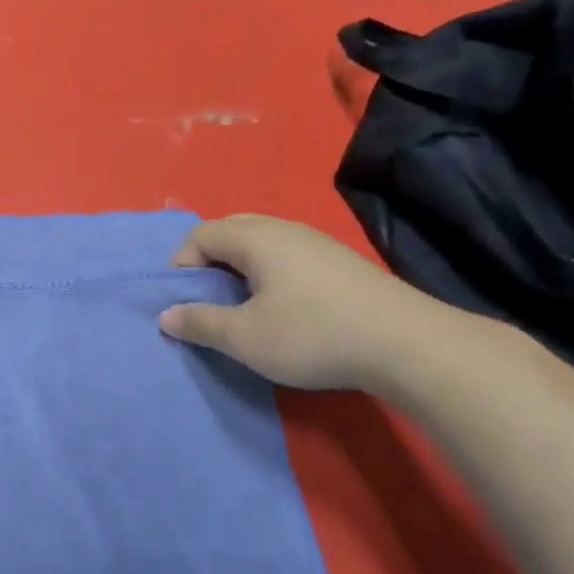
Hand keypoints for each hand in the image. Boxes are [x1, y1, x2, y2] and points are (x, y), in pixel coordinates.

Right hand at [159, 215, 436, 390]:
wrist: (406, 344)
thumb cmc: (312, 335)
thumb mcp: (245, 337)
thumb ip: (201, 323)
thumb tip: (167, 315)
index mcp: (257, 239)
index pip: (201, 234)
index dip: (181, 264)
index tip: (181, 301)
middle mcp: (285, 229)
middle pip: (232, 229)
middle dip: (208, 260)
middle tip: (205, 298)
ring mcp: (317, 243)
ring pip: (262, 241)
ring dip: (239, 266)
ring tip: (239, 304)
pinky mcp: (340, 262)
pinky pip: (287, 255)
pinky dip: (268, 272)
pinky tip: (280, 306)